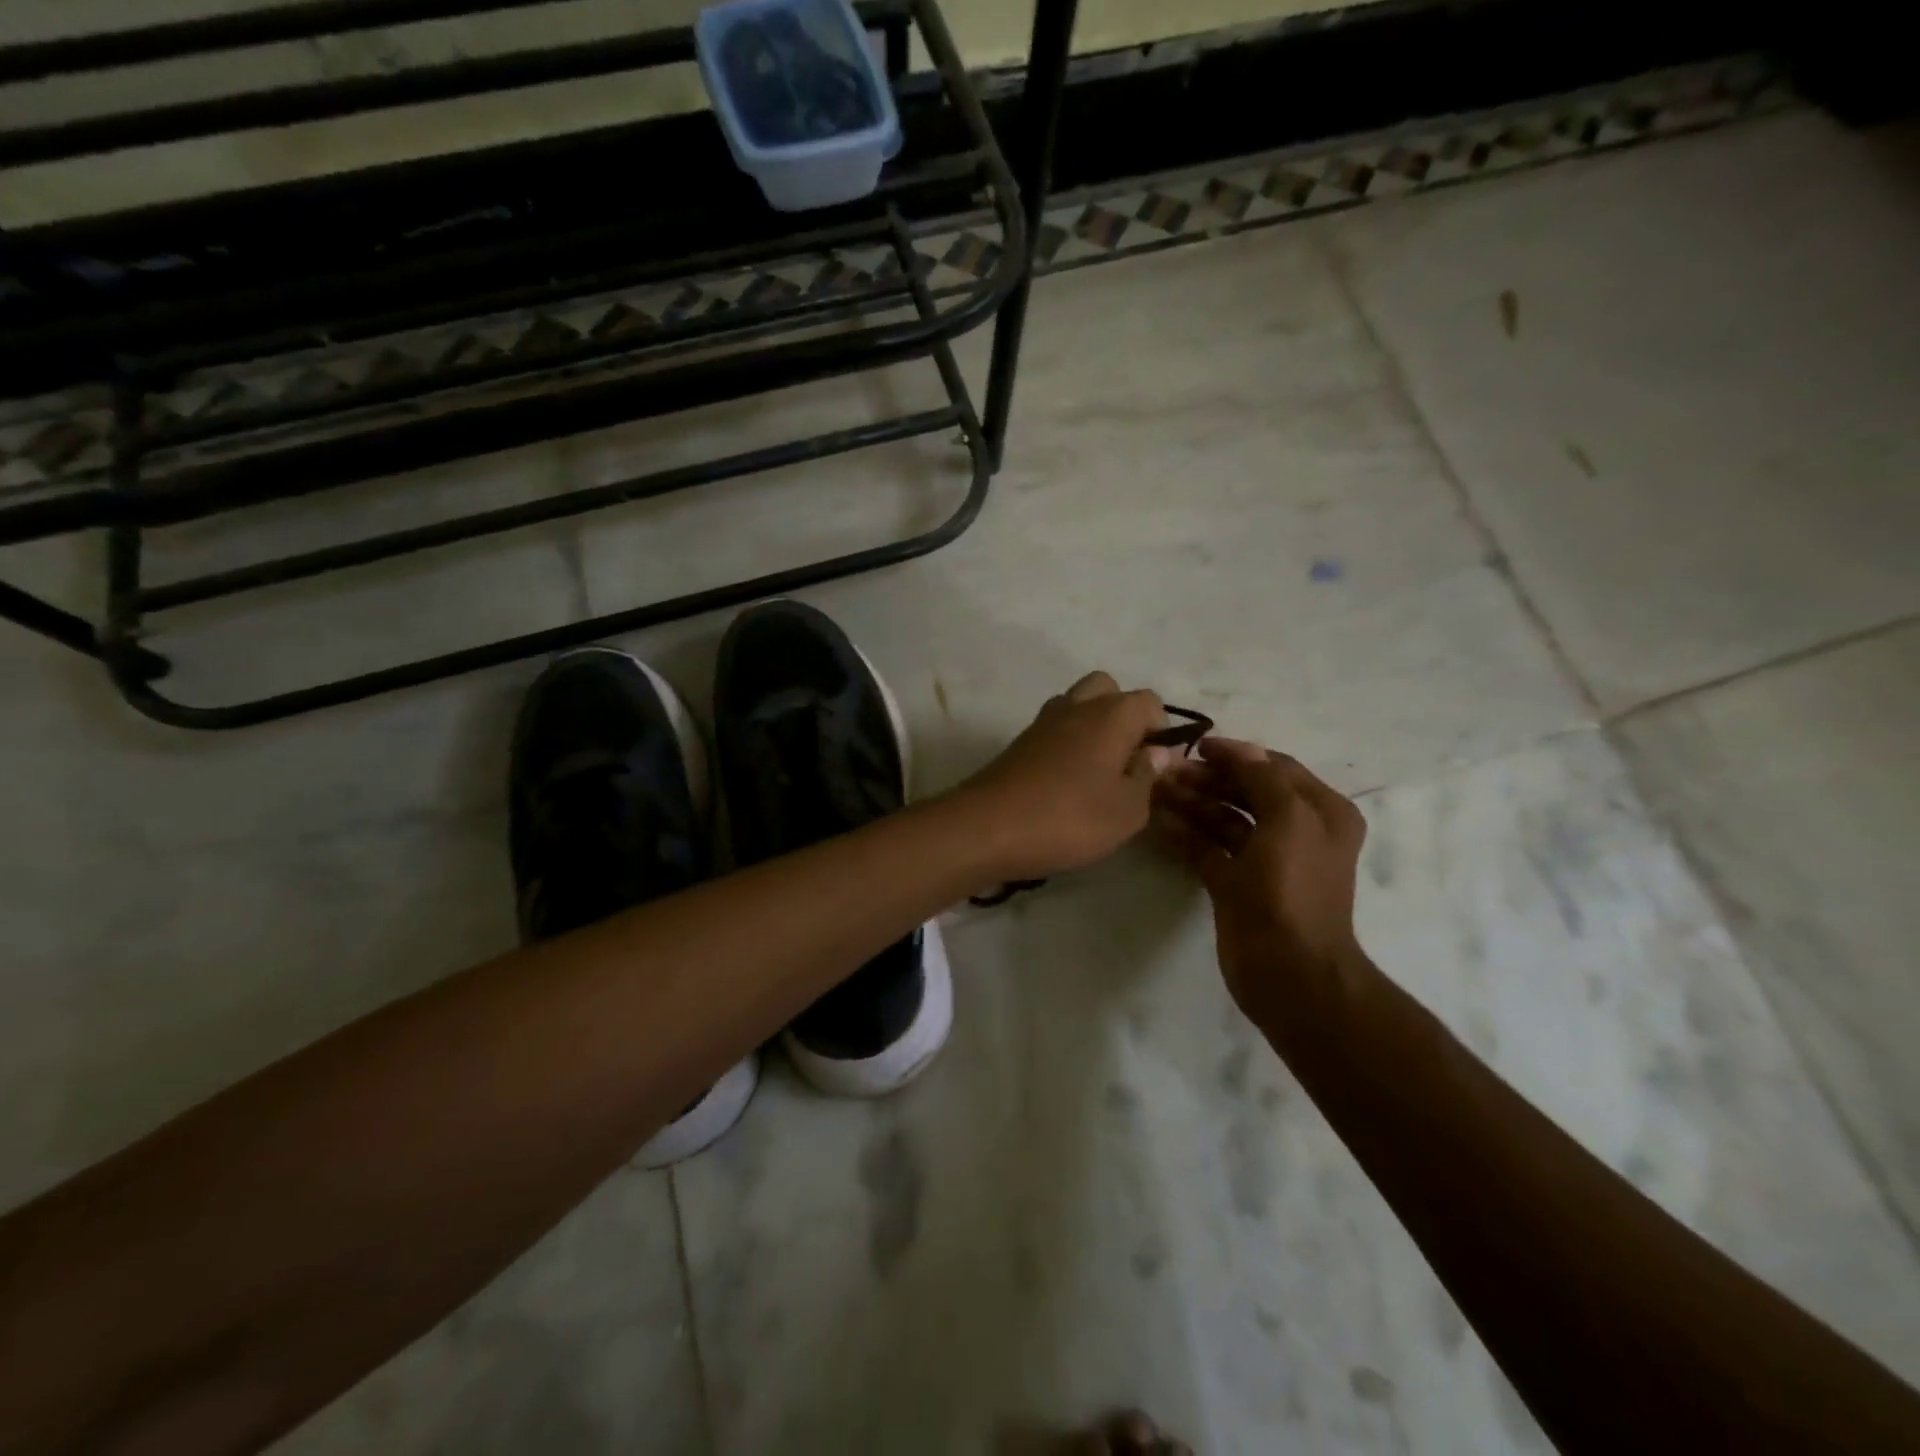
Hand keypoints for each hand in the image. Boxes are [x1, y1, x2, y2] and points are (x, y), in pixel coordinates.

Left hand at [954, 672, 1170, 881]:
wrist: (987, 827)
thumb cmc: (1069, 818)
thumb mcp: (1127, 811)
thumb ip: (1147, 777)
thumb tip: (1157, 753)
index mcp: (1111, 715)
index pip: (1149, 702)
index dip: (1161, 731)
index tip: (1156, 767)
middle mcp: (1077, 706)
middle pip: (1108, 690)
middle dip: (1124, 716)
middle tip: (1126, 760)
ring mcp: (1043, 721)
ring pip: (1077, 705)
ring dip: (1092, 728)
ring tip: (1097, 773)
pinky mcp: (1019, 742)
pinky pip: (1054, 729)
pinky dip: (1066, 743)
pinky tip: (1067, 782)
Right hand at [1151, 738, 1367, 1026]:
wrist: (1289, 971)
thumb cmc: (1293, 889)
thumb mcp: (1289, 820)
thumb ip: (1263, 778)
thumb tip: (1239, 750)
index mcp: (1320, 813)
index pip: (1275, 768)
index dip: (1238, 754)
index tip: (1197, 746)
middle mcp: (1296, 831)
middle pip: (1246, 791)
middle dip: (1209, 779)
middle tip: (1167, 771)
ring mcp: (1264, 860)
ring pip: (1224, 819)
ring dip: (1193, 803)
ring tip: (1156, 790)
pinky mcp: (1236, 884)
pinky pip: (1208, 848)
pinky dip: (1187, 833)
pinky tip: (1159, 820)